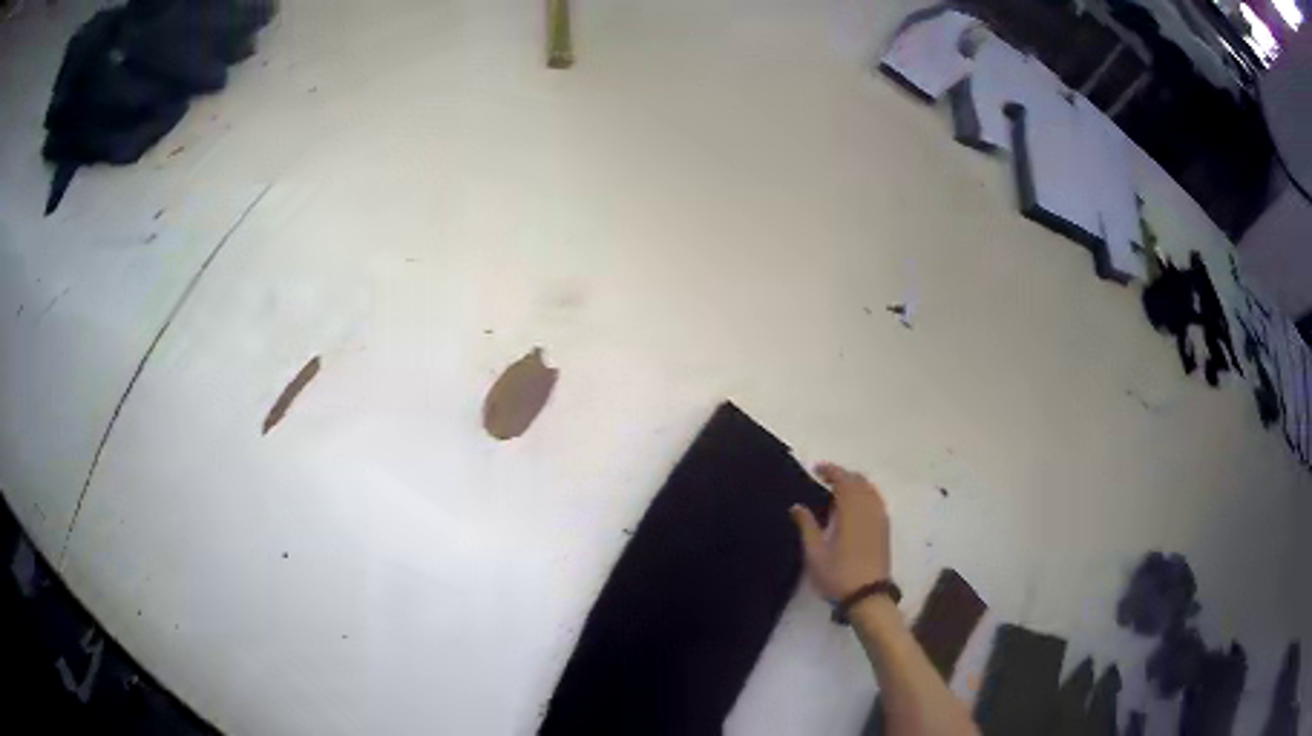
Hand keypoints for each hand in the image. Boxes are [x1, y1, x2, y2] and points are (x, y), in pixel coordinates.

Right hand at [790, 462, 890, 601]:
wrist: (868, 596)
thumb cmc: (838, 575)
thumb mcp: (815, 553)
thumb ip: (806, 526)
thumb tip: (797, 506)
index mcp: (851, 511)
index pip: (844, 480)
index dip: (831, 470)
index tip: (816, 469)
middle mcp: (869, 509)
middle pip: (859, 481)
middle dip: (843, 475)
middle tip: (824, 479)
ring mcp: (880, 518)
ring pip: (870, 489)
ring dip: (855, 484)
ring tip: (838, 491)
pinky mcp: (885, 529)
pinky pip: (876, 500)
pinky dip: (865, 494)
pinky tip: (854, 506)